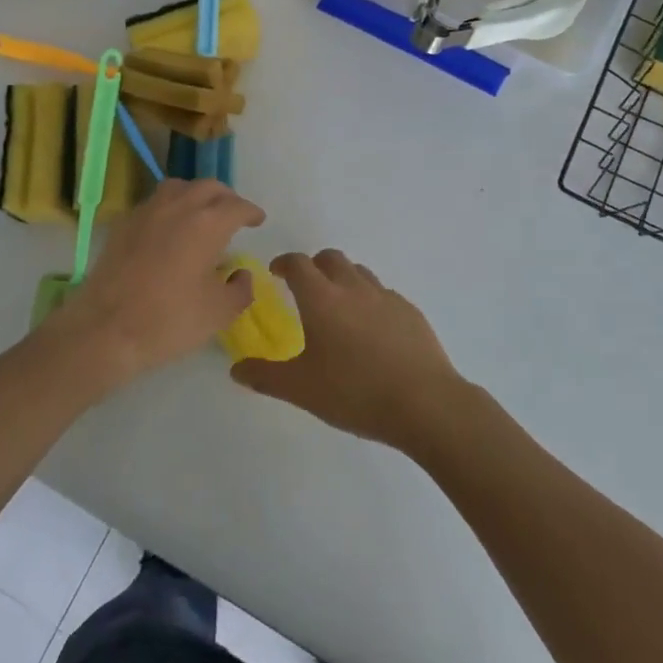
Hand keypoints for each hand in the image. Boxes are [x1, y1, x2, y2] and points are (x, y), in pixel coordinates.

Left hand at [41, 179, 264, 389]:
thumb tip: (241, 274)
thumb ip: (240, 289)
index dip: (251, 212)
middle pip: (208, 187)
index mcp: (207, 224)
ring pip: (178, 188)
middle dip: (226, 198)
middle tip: (234, 214)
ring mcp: (147, 211)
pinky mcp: (124, 224)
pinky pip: (154, 203)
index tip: (258, 220)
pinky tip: (170, 228)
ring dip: (196, 195)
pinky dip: (170, 207)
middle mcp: (178, 207)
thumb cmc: (169, 320)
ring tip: (202, 214)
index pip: (237, 206)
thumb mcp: (219, 313)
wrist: (105, 328)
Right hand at [231, 249, 463, 451]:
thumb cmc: (355, 393)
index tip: (276, 272)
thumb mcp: (301, 390)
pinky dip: (371, 300)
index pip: (297, 264)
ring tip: (339, 307)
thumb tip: (236, 369)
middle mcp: (352, 288)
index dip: (284, 263)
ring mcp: (386, 297)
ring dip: (344, 279)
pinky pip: (384, 294)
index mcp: (321, 299)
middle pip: (330, 258)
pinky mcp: (411, 312)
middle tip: (306, 288)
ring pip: (359, 272)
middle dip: (314, 266)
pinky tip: (373, 330)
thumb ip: (265, 376)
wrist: (425, 404)